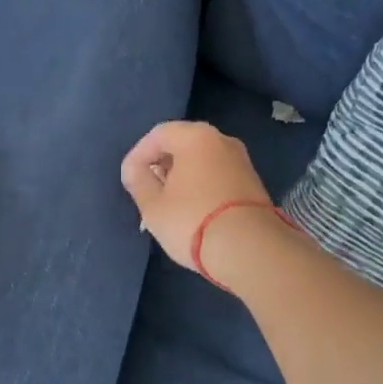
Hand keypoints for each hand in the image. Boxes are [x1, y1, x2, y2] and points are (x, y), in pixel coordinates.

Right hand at [119, 120, 275, 273]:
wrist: (250, 249)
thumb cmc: (193, 221)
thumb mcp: (153, 205)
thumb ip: (138, 181)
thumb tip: (134, 169)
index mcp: (196, 137)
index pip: (158, 134)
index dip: (139, 154)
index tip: (129, 178)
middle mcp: (222, 140)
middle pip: (183, 143)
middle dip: (161, 164)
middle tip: (148, 188)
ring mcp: (242, 160)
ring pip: (202, 160)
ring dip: (182, 175)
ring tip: (168, 202)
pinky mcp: (253, 182)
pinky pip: (218, 174)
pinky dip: (202, 184)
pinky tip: (193, 208)